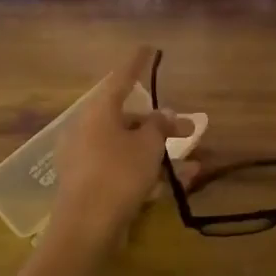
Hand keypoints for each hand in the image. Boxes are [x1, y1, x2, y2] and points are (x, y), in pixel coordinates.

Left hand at [51, 47, 191, 244]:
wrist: (85, 227)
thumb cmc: (118, 175)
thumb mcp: (148, 146)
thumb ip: (160, 126)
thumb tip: (165, 115)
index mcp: (98, 111)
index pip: (121, 78)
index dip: (138, 63)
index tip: (149, 48)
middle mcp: (87, 129)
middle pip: (127, 117)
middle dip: (159, 124)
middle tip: (189, 131)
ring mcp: (85, 157)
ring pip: (128, 146)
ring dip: (158, 153)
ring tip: (191, 166)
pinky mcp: (88, 183)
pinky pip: (121, 168)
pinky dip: (144, 171)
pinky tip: (171, 186)